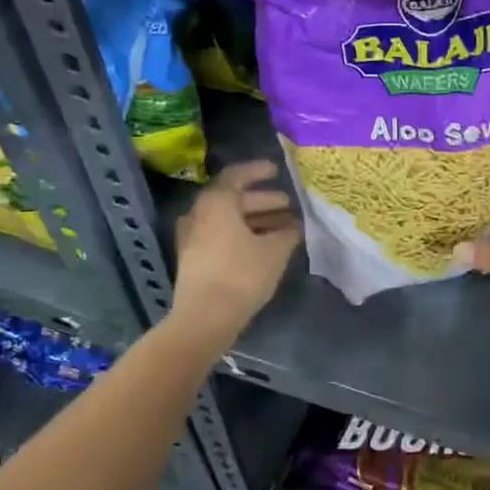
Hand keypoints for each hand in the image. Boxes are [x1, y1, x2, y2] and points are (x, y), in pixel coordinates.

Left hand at [172, 160, 301, 337]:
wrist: (204, 318)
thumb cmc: (241, 274)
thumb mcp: (275, 250)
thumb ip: (288, 232)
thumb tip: (295, 225)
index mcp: (216, 203)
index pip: (236, 176)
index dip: (258, 171)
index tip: (276, 171)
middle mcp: (200, 214)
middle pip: (233, 199)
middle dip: (263, 200)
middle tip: (288, 205)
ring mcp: (193, 237)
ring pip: (228, 219)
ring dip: (255, 220)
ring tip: (284, 228)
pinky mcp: (195, 259)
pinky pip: (221, 236)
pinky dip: (243, 234)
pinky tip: (265, 245)